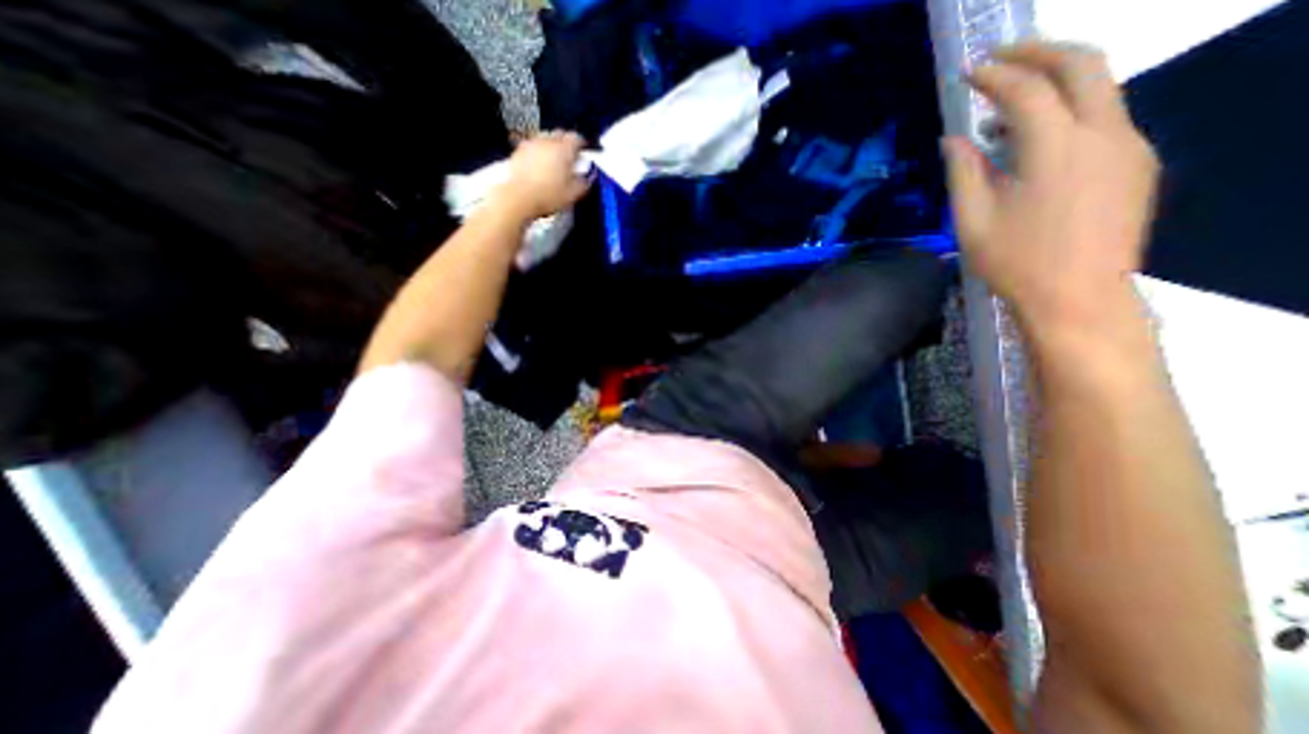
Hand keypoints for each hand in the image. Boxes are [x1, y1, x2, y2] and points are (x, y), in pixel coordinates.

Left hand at [493, 130, 592, 220]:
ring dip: (552, 148)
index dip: (582, 145)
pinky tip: (540, 167)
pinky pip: (533, 147)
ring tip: (555, 162)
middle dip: (566, 144)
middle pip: (560, 134)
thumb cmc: (547, 196)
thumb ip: (584, 182)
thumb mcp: (573, 194)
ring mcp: (531, 144)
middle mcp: (547, 141)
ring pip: (545, 139)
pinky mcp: (519, 152)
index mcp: (564, 149)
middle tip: (571, 158)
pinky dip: (539, 153)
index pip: (577, 138)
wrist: (518, 198)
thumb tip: (588, 177)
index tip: (584, 153)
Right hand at [941, 43, 1164, 328]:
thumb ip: (964, 173)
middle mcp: (1104, 133)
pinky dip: (1070, 111)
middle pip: (1084, 64)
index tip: (967, 73)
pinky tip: (1038, 138)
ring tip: (1008, 105)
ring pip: (1100, 87)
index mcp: (1056, 149)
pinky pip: (1105, 118)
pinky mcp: (1136, 162)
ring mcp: (1129, 145)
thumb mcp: (974, 220)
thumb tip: (954, 140)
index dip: (994, 76)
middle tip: (1000, 57)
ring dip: (1055, 82)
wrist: (1077, 295)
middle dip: (1039, 51)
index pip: (1026, 92)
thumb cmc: (1014, 261)